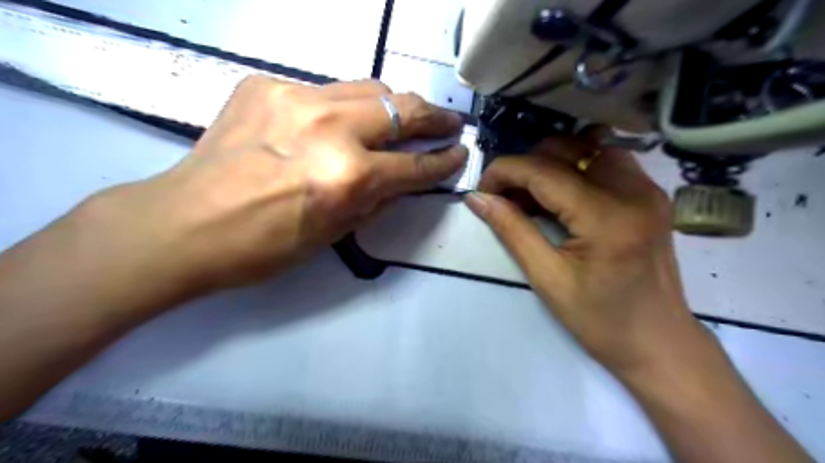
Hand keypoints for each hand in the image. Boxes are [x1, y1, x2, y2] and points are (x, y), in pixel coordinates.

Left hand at [85, 75, 470, 296]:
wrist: (183, 223)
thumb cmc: (263, 246)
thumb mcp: (333, 233)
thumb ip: (376, 199)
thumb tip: (404, 178)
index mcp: (347, 177)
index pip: (414, 164)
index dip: (443, 161)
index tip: (459, 154)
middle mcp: (330, 128)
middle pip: (402, 109)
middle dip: (434, 117)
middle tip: (449, 123)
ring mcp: (297, 99)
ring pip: (369, 88)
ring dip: (395, 105)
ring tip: (405, 118)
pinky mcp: (267, 85)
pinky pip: (326, 91)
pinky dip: (345, 107)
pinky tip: (339, 124)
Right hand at [464, 128, 708, 374]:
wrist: (659, 342)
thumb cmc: (600, 321)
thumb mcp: (547, 278)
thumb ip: (511, 230)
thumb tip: (477, 198)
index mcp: (606, 216)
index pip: (543, 171)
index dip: (504, 171)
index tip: (481, 190)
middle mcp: (633, 190)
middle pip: (566, 150)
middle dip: (525, 166)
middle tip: (504, 197)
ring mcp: (648, 189)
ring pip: (587, 147)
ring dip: (551, 163)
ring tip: (531, 194)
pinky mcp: (651, 194)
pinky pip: (606, 161)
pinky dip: (576, 167)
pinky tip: (562, 193)